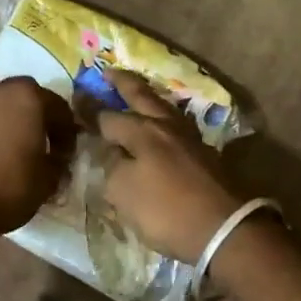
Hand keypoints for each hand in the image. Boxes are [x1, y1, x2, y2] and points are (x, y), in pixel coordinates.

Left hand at [0, 73, 76, 240]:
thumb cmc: (10, 190)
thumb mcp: (48, 180)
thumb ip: (56, 162)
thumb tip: (55, 158)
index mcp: (29, 98)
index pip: (58, 109)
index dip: (65, 133)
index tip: (64, 155)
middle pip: (22, 93)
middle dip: (32, 114)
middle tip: (34, 144)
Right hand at [98, 68, 242, 261]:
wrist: (224, 228)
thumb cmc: (167, 211)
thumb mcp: (124, 193)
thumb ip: (112, 167)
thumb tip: (113, 153)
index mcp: (143, 132)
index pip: (108, 116)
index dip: (90, 110)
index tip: (76, 97)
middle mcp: (167, 126)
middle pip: (142, 97)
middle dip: (124, 83)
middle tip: (109, 71)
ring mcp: (191, 139)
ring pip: (165, 109)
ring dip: (149, 98)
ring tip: (139, 95)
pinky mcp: (206, 155)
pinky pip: (178, 127)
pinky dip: (165, 120)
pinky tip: (163, 126)